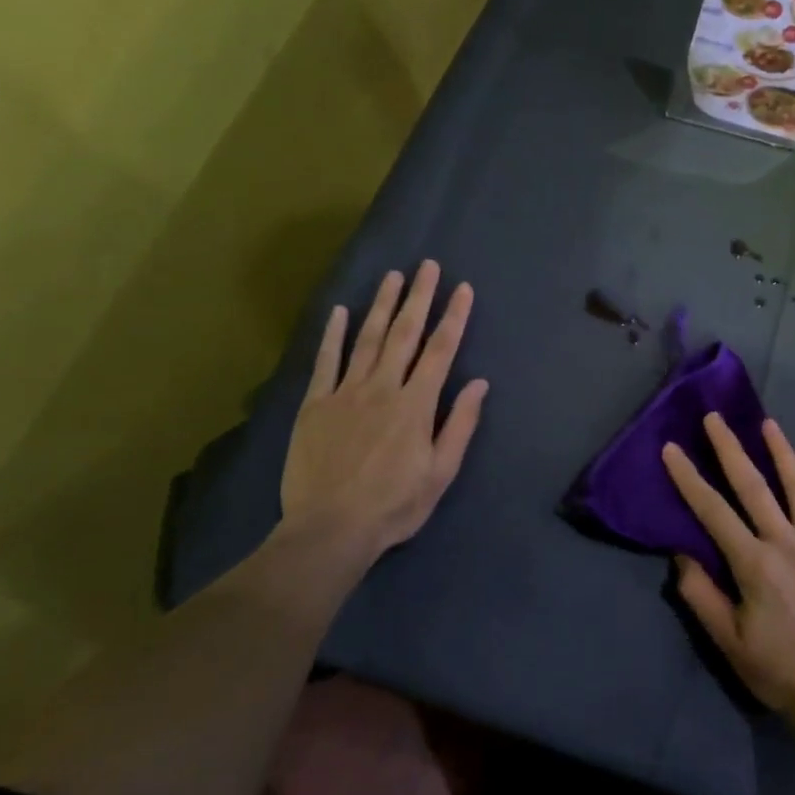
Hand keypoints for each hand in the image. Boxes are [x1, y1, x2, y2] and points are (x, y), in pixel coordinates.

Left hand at [279, 261, 488, 566]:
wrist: (329, 529)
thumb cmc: (394, 505)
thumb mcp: (440, 473)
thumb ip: (459, 425)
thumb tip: (479, 383)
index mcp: (416, 404)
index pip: (441, 350)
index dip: (454, 316)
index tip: (462, 288)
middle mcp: (383, 388)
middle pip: (405, 334)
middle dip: (420, 297)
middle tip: (428, 265)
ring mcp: (345, 393)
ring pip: (367, 339)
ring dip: (382, 305)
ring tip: (393, 276)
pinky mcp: (315, 405)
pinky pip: (326, 361)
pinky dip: (333, 334)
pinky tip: (339, 311)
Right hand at [661, 414, 794, 731]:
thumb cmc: (777, 670)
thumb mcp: (728, 642)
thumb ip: (702, 595)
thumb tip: (683, 553)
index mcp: (754, 564)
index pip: (713, 511)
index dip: (689, 478)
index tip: (672, 448)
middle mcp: (787, 544)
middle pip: (754, 486)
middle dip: (730, 448)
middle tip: (715, 417)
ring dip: (783, 453)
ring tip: (769, 425)